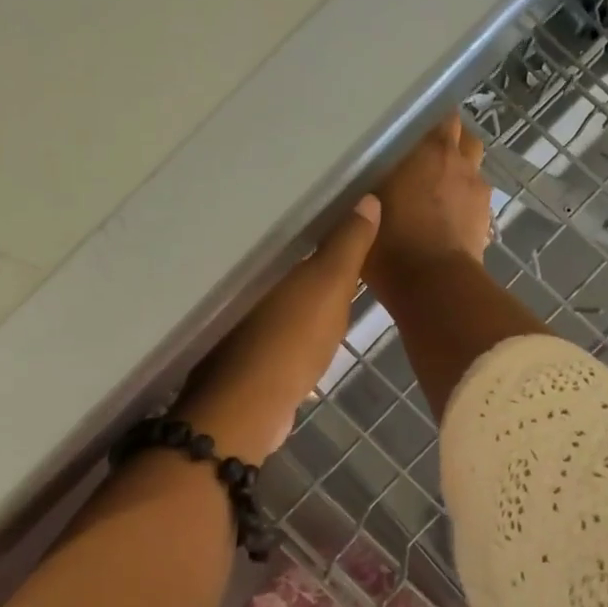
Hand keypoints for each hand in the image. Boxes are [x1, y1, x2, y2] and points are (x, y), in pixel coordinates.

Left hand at [177, 196, 380, 463]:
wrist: (251, 408)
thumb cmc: (290, 340)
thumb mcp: (329, 287)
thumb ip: (348, 245)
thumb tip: (368, 198)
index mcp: (260, 260)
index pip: (287, 226)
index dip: (313, 215)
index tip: (338, 201)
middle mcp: (243, 283)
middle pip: (281, 259)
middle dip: (305, 250)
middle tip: (341, 235)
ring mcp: (240, 319)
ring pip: (277, 293)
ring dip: (298, 288)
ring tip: (330, 275)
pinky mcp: (245, 350)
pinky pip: (275, 324)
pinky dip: (291, 320)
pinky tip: (309, 322)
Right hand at [364, 113, 493, 304]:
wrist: (433, 285)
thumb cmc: (391, 241)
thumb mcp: (363, 207)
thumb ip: (368, 182)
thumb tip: (364, 172)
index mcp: (430, 149)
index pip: (439, 114)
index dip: (428, 121)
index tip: (411, 129)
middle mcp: (460, 162)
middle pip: (464, 137)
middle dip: (450, 143)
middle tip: (425, 158)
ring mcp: (477, 192)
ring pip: (473, 168)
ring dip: (460, 172)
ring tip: (439, 188)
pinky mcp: (485, 221)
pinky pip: (475, 200)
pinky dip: (464, 202)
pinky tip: (448, 217)